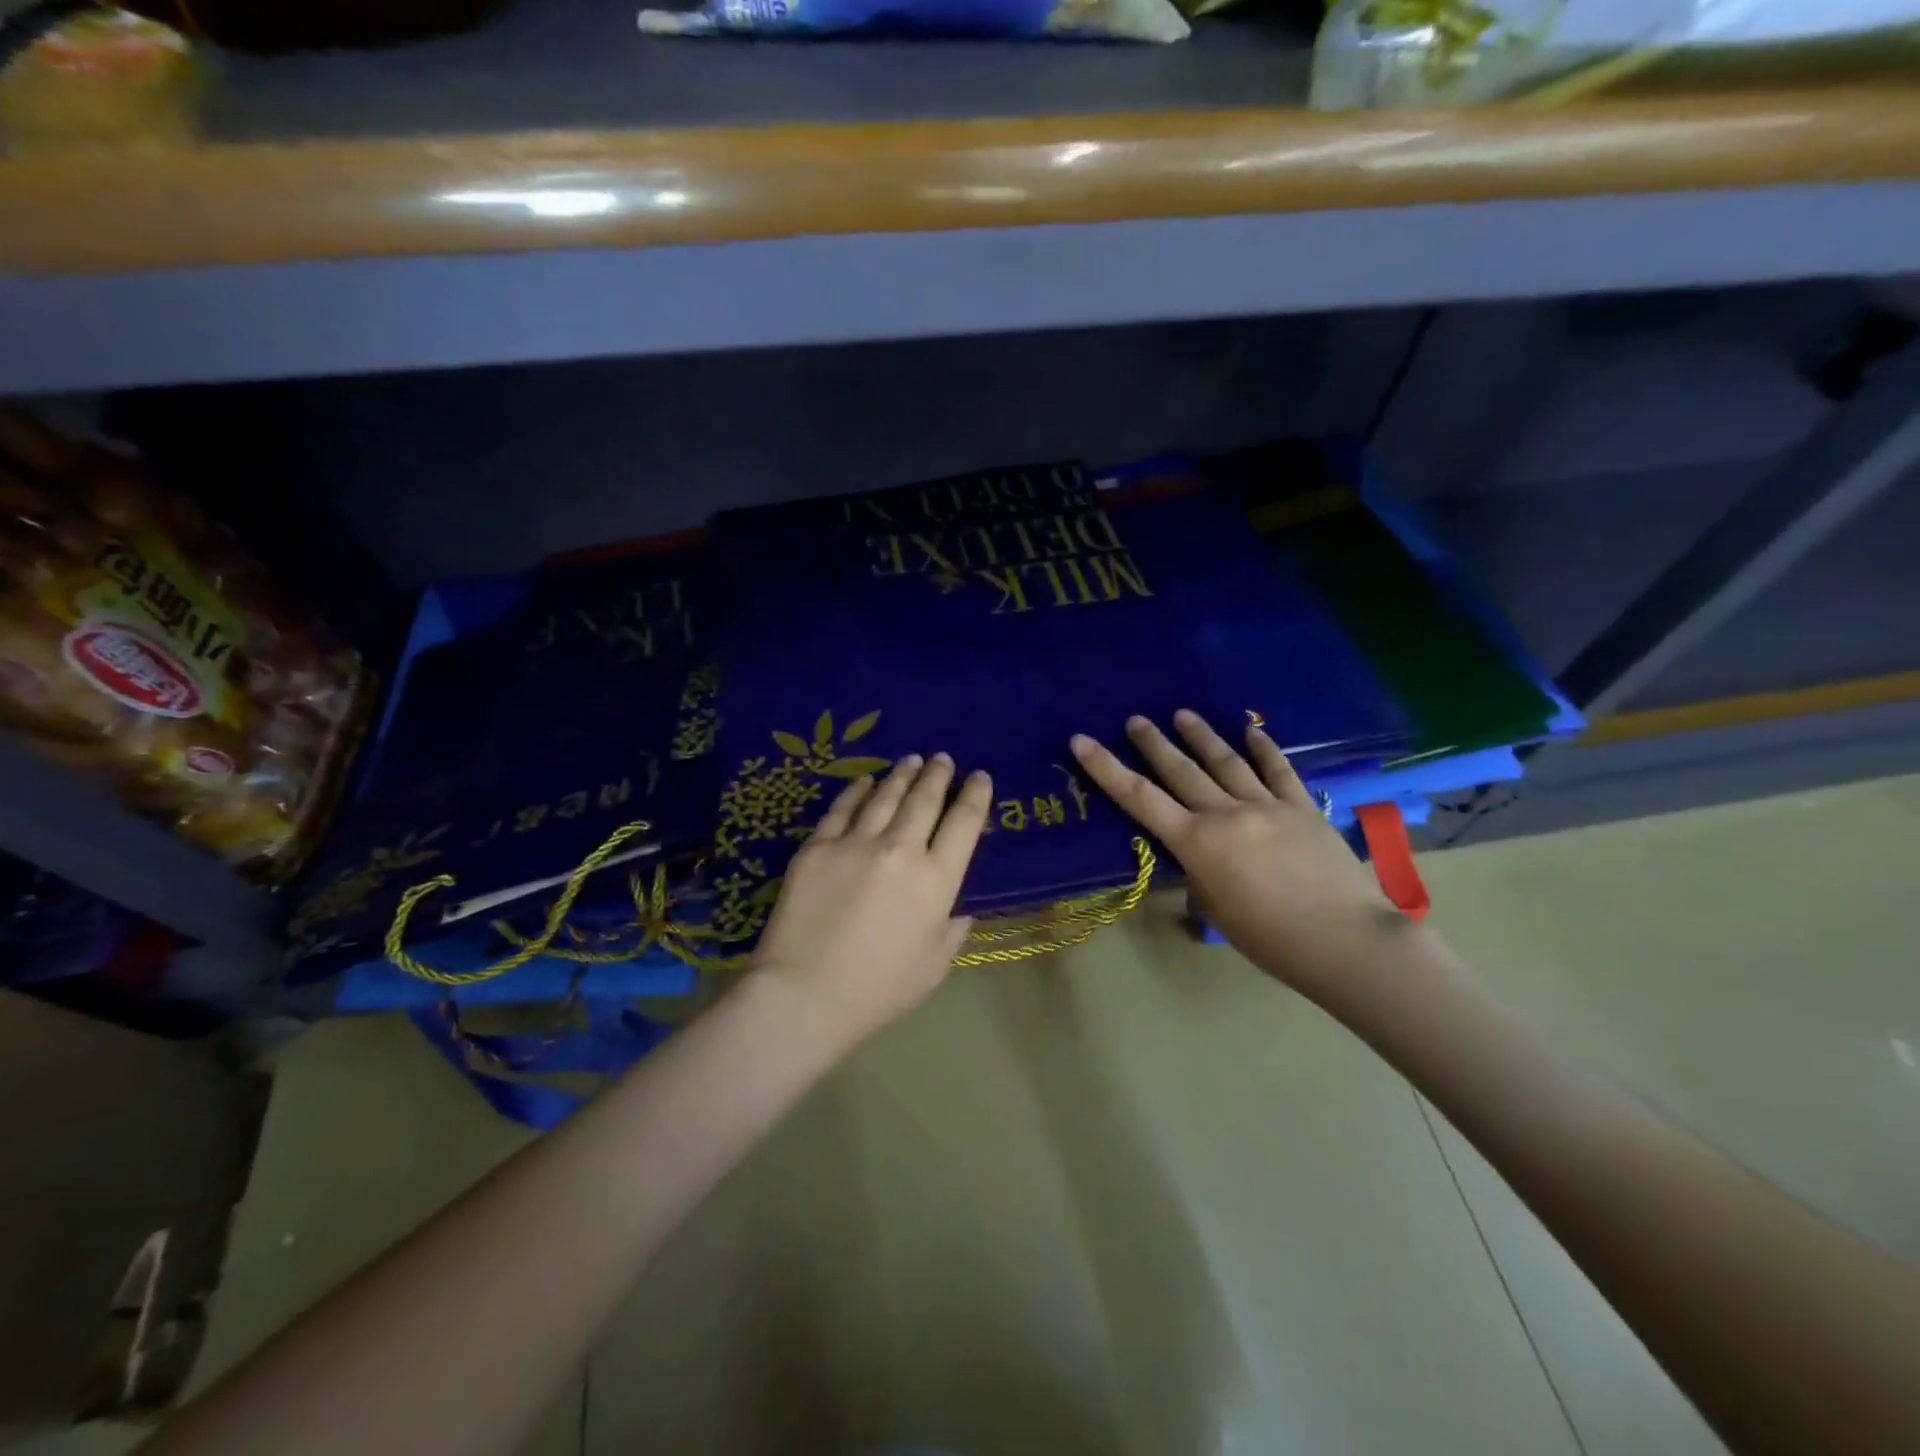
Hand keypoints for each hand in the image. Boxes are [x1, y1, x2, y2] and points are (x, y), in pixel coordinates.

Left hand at [749, 752, 992, 1048]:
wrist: (804, 994)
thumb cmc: (879, 989)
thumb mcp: (935, 964)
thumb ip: (953, 927)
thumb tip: (958, 904)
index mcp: (936, 880)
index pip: (964, 823)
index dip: (976, 796)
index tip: (980, 777)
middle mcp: (900, 850)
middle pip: (925, 800)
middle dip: (938, 775)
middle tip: (943, 759)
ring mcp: (855, 843)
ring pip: (885, 796)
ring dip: (902, 775)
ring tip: (911, 760)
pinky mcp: (818, 847)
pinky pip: (843, 809)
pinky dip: (858, 790)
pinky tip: (865, 781)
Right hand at [1070, 711, 1408, 1000]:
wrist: (1345, 939)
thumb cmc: (1270, 938)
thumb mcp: (1216, 910)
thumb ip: (1200, 875)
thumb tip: (1200, 858)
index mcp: (1197, 843)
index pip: (1140, 798)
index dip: (1106, 768)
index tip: (1082, 740)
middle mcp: (1225, 813)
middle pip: (1181, 770)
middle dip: (1153, 743)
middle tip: (1135, 719)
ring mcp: (1266, 805)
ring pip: (1226, 761)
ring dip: (1201, 736)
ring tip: (1182, 714)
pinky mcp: (1302, 807)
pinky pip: (1278, 770)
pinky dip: (1263, 747)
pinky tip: (1250, 729)